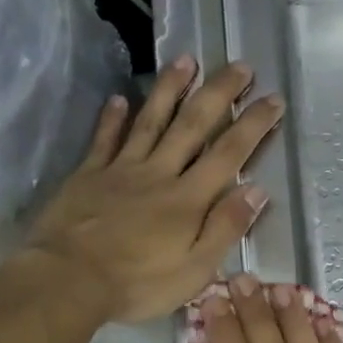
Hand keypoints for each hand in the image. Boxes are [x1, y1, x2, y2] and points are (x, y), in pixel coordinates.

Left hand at [25, 57, 282, 322]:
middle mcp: (159, 173)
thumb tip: (257, 190)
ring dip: (170, 89)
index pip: (229, 154)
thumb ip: (226, 228)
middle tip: (239, 65)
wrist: (69, 279)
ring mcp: (121, 170)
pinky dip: (113, 118)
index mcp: (189, 199)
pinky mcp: (88, 175)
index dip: (253, 125)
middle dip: (219, 93)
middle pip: (193, 125)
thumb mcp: (195, 269)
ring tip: (186, 59)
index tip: (273, 99)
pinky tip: (119, 98)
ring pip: (150, 121)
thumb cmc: (138, 283)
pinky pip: (104, 139)